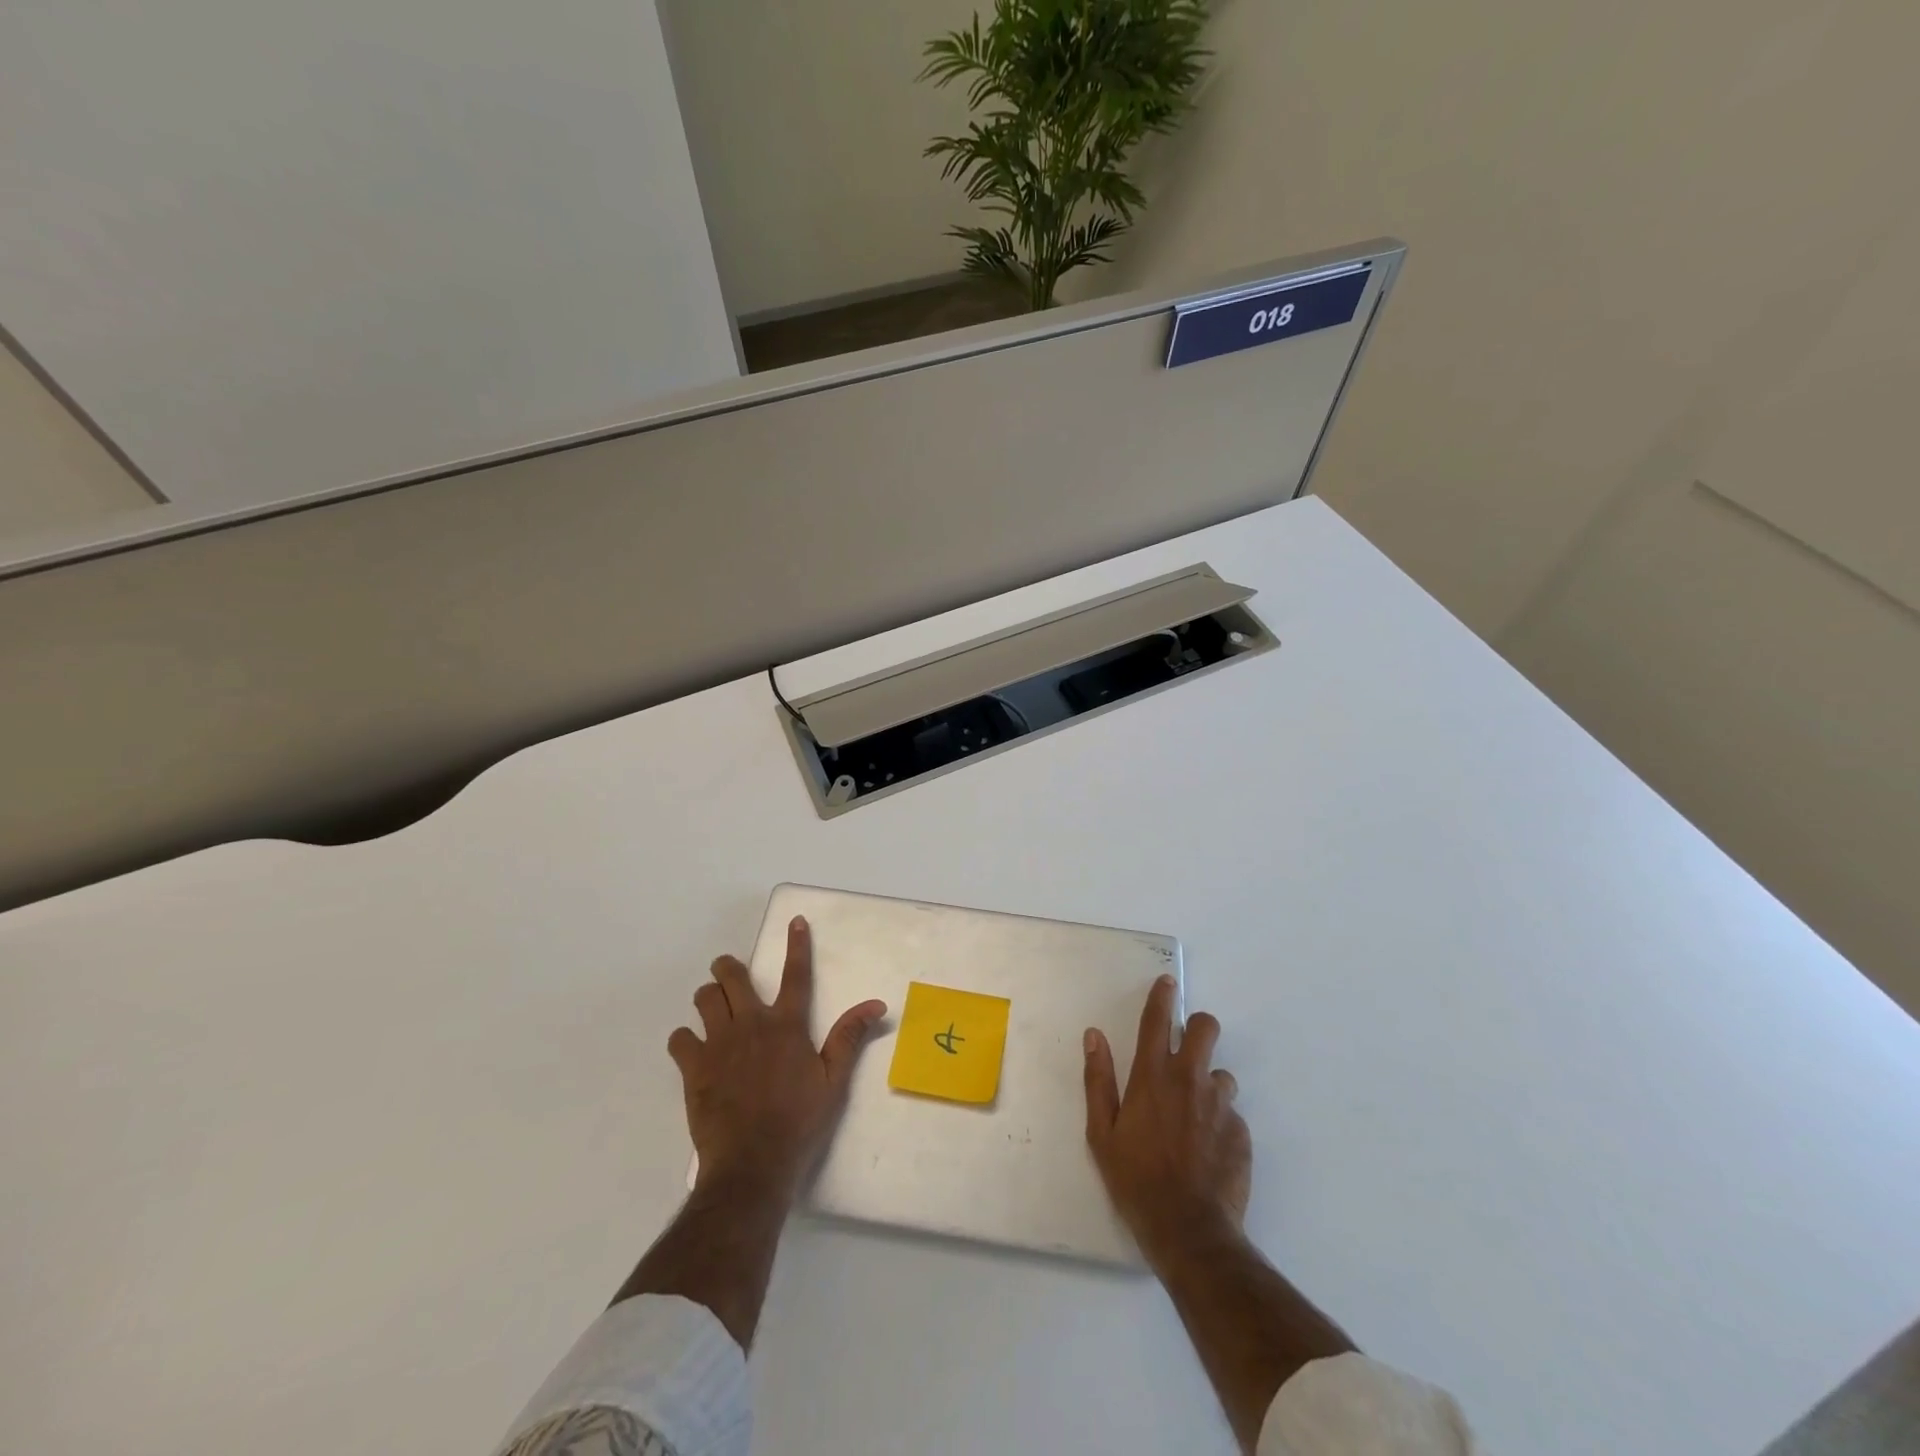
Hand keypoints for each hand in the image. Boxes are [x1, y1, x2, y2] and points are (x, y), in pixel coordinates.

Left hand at [668, 916, 885, 1202]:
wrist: (752, 1163)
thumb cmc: (799, 1121)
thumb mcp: (834, 1081)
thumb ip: (849, 1037)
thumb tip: (876, 1003)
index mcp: (787, 1025)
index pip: (796, 974)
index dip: (796, 945)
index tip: (794, 921)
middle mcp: (751, 1024)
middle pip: (733, 977)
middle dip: (729, 967)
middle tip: (730, 972)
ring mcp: (718, 1044)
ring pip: (704, 999)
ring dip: (708, 996)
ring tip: (712, 1005)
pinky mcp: (694, 1068)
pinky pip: (679, 1038)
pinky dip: (684, 1038)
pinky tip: (691, 1048)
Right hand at [1084, 974, 1251, 1267]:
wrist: (1190, 1231)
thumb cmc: (1135, 1179)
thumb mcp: (1101, 1132)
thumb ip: (1098, 1080)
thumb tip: (1094, 1036)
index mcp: (1152, 1076)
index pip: (1157, 1021)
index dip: (1162, 997)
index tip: (1167, 982)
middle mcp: (1189, 1080)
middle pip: (1205, 1029)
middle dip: (1198, 1028)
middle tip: (1186, 1048)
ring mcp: (1219, 1106)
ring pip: (1221, 1074)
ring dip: (1208, 1085)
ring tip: (1194, 1117)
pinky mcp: (1241, 1132)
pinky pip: (1231, 1115)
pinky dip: (1219, 1123)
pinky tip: (1207, 1151)